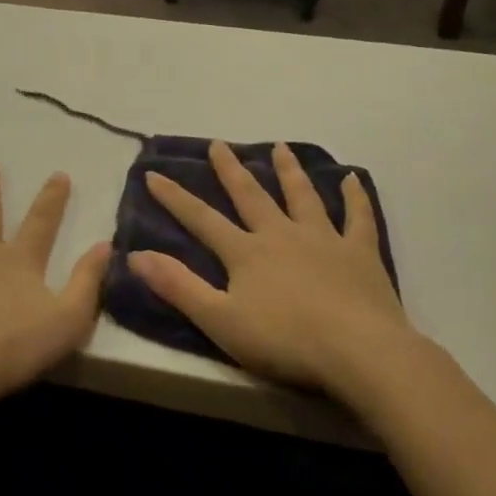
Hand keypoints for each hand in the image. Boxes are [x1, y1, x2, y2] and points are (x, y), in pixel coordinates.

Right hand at [130, 142, 413, 395]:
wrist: (358, 351)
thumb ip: (178, 286)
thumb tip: (135, 254)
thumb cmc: (284, 340)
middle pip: (251, 196)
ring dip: (289, 171)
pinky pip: (357, 217)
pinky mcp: (359, 253)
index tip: (153, 174)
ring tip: (280, 146)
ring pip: (302, 196)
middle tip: (219, 144)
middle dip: (231, 170)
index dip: (175, 198)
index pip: (202, 219)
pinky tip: (351, 178)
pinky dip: (354, 197)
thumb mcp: (220, 320)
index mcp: (246, 253)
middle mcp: (281, 235)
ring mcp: (323, 239)